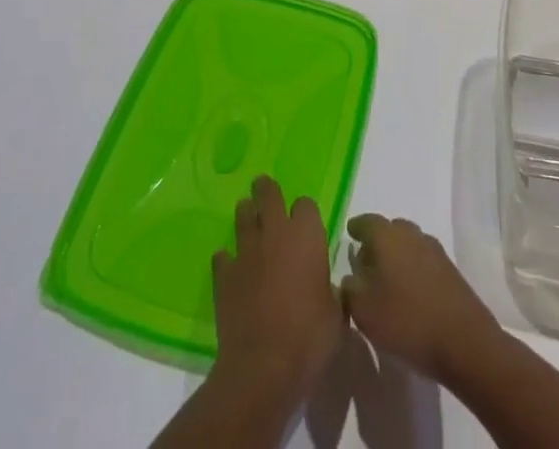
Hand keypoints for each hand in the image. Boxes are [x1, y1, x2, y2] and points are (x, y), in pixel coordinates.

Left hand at [210, 176, 343, 406]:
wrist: (262, 368)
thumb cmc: (308, 339)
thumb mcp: (335, 317)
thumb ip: (332, 292)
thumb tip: (329, 288)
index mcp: (306, 236)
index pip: (305, 204)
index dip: (305, 213)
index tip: (306, 225)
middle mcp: (275, 232)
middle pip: (268, 193)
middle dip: (266, 190)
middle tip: (265, 191)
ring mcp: (246, 251)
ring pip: (242, 216)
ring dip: (246, 216)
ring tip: (248, 220)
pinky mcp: (223, 274)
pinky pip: (223, 256)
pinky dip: (227, 259)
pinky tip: (231, 268)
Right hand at [341, 215, 499, 384]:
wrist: (463, 340)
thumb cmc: (406, 320)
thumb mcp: (363, 310)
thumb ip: (349, 288)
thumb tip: (350, 276)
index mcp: (386, 235)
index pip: (365, 222)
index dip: (355, 229)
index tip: (348, 236)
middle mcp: (410, 233)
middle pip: (389, 230)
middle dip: (376, 243)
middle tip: (365, 264)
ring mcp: (433, 249)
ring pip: (407, 244)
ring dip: (396, 257)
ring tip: (387, 281)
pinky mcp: (449, 269)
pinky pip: (422, 261)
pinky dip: (412, 270)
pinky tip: (409, 292)